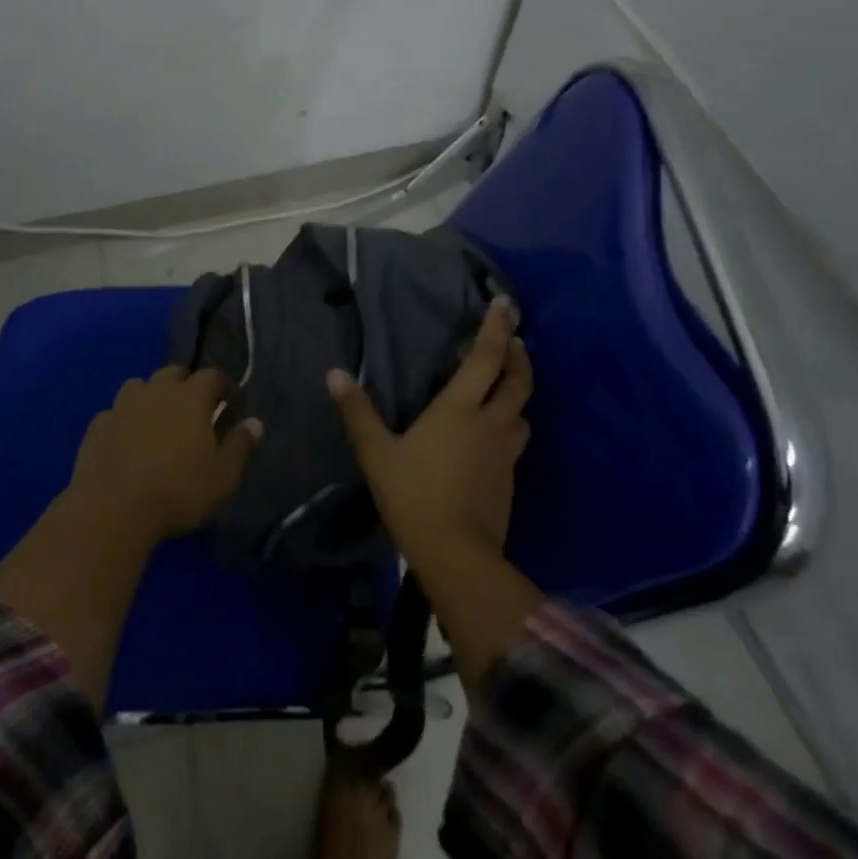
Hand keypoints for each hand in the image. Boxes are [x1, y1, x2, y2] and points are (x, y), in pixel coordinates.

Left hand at [68, 366, 260, 548]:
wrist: (112, 509)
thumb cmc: (178, 490)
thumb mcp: (223, 475)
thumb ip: (240, 445)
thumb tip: (254, 422)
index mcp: (190, 397)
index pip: (212, 376)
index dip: (225, 386)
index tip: (233, 402)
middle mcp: (155, 391)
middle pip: (173, 374)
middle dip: (187, 385)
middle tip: (195, 410)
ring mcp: (122, 406)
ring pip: (140, 387)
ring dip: (152, 397)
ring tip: (159, 421)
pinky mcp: (96, 426)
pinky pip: (116, 412)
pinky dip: (126, 420)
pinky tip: (128, 441)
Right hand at [327, 297, 531, 569]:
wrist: (456, 554)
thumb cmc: (413, 495)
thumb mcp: (377, 453)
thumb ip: (357, 412)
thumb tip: (334, 374)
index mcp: (460, 409)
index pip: (486, 358)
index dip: (497, 329)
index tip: (506, 304)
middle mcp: (490, 423)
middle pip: (518, 382)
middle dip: (519, 357)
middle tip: (515, 341)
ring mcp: (505, 453)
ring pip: (523, 413)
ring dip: (519, 393)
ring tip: (506, 387)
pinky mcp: (510, 480)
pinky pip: (516, 441)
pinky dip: (511, 426)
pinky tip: (494, 435)